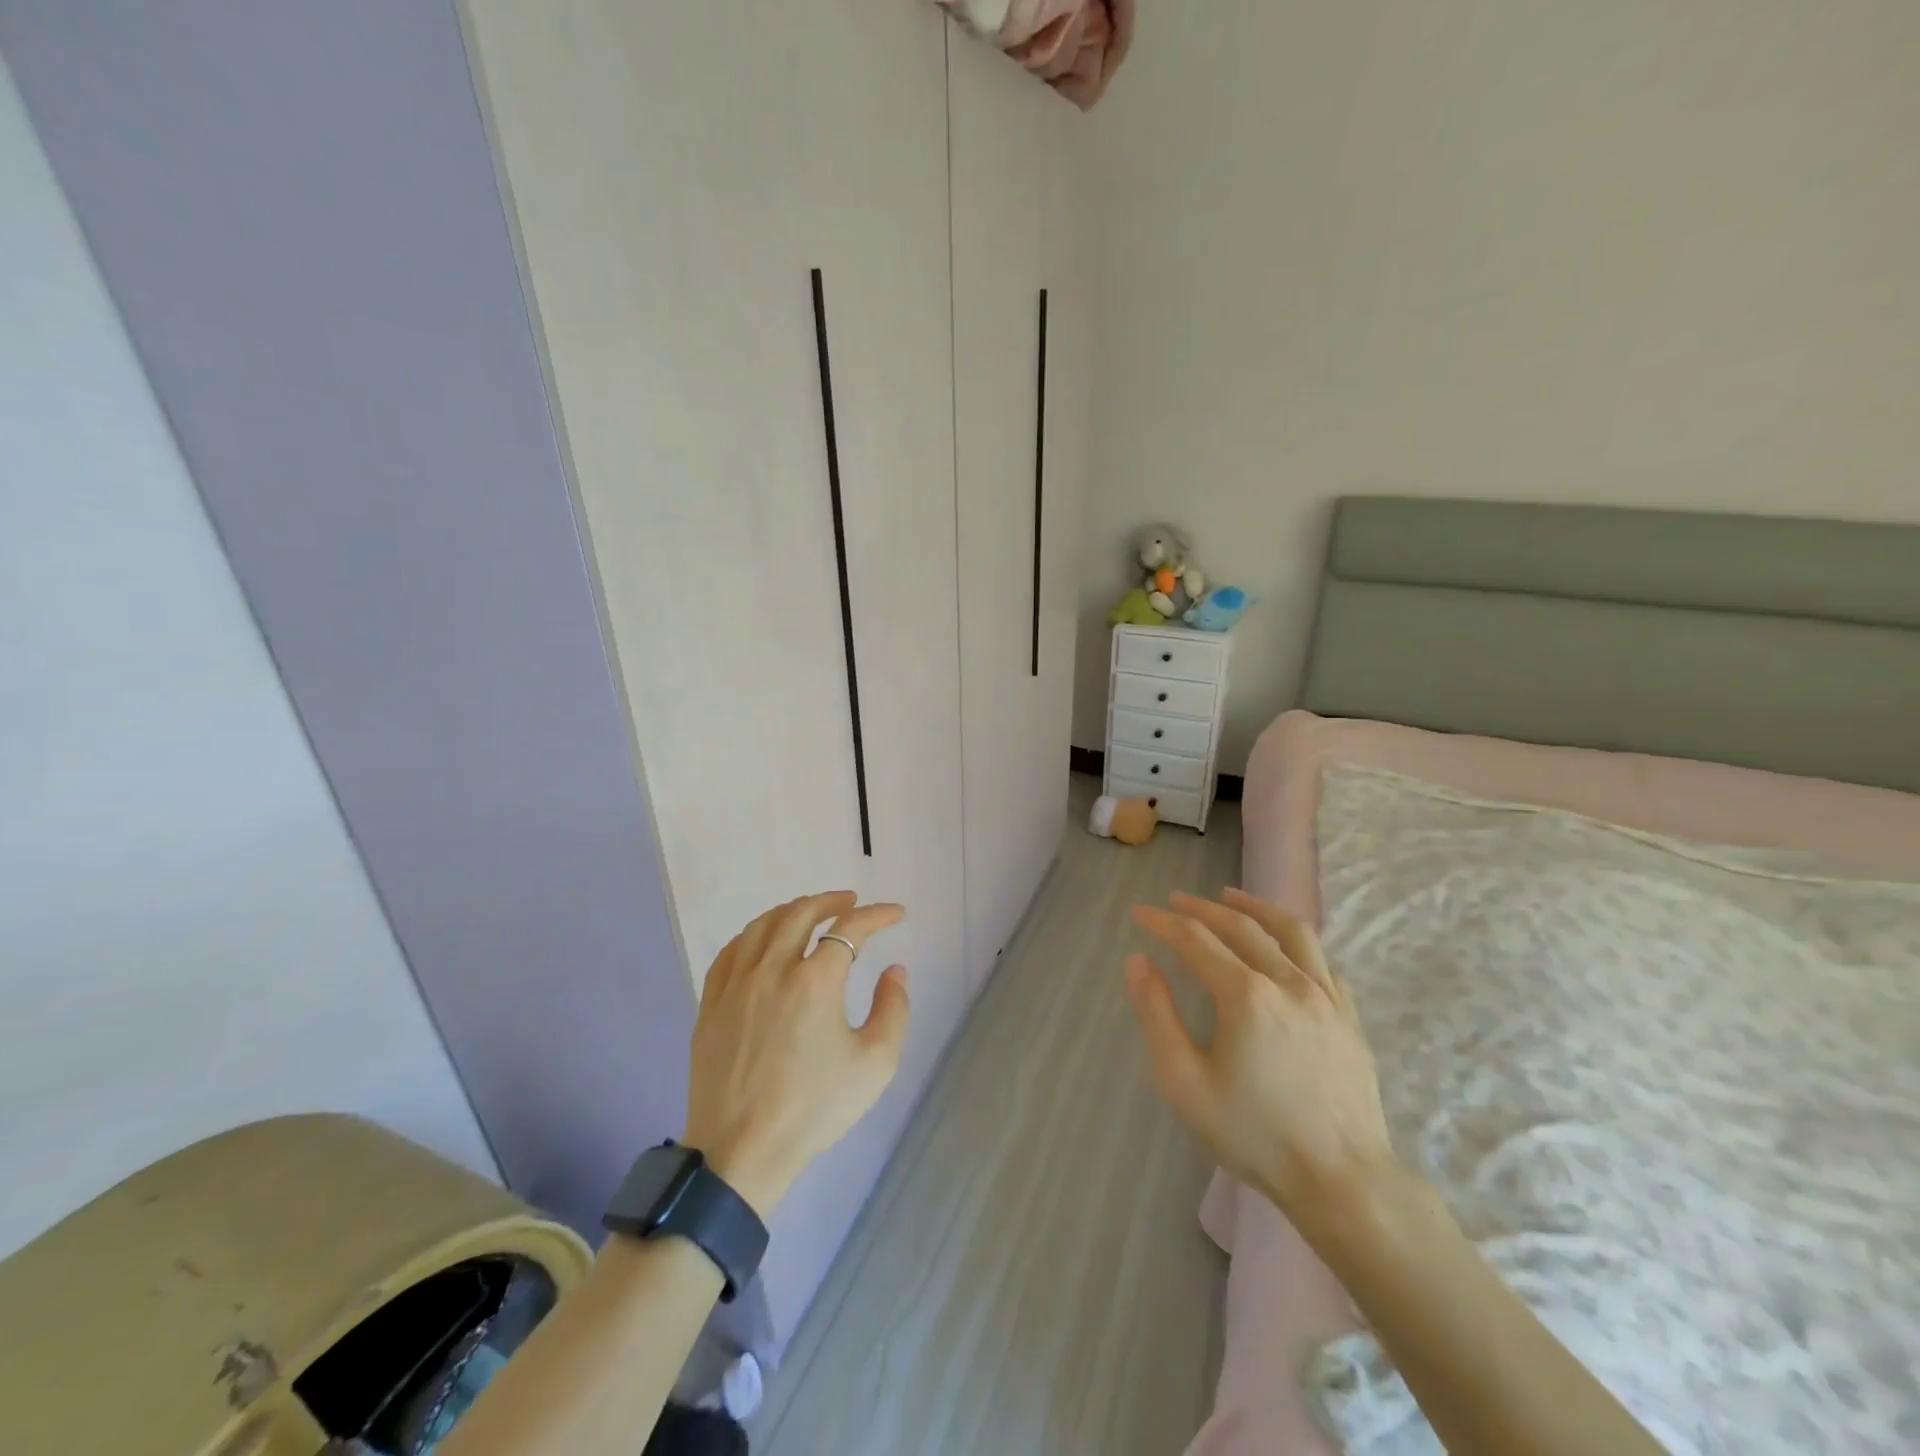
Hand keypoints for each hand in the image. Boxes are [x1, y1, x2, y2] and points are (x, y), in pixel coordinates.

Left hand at [683, 892, 909, 1217]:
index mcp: (814, 982)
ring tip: (811, 912)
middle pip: (801, 913)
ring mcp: (736, 985)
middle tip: (851, 902)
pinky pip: (732, 951)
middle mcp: (772, 970)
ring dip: (793, 910)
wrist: (741, 1153)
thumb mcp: (875, 1064)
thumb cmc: (814, 1110)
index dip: (878, 915)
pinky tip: (764, 940)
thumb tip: (894, 971)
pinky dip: (755, 934)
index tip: (896, 914)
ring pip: (763, 925)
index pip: (851, 928)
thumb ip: (894, 1009)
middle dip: (832, 901)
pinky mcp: (711, 1003)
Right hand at [1124, 888, 1395, 1236]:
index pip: (1195, 939)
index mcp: (1246, 994)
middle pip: (1241, 926)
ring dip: (1255, 907)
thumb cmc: (1254, 1134)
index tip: (1139, 912)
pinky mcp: (1349, 1016)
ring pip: (1290, 931)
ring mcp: (1326, 996)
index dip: (1163, 921)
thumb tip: (1138, 962)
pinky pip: (1321, 959)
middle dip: (1202, 907)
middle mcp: (1288, 981)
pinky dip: (1293, 940)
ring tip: (1231, 896)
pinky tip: (1283, 945)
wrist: (1343, 1182)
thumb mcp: (1183, 1080)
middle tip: (1176, 899)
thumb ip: (1156, 1014)